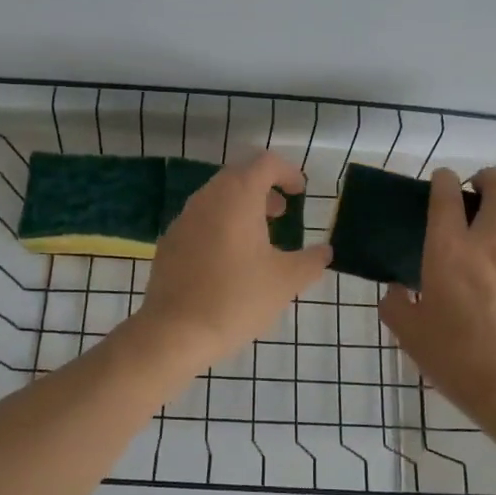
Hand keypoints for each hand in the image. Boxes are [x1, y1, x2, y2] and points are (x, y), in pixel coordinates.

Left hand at [135, 151, 332, 369]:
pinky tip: (229, 259)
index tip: (300, 192)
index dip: (287, 172)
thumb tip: (325, 252)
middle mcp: (207, 198)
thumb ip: (311, 261)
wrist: (175, 331)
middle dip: (264, 188)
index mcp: (238, 196)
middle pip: (239, 176)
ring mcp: (184, 219)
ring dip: (241, 207)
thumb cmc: (237, 298)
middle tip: (282, 212)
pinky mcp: (170, 242)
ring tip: (260, 237)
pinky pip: (201, 220)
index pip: (265, 163)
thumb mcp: (286, 281)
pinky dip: (221, 225)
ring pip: (217, 197)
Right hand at [379, 168, 495, 431]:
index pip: (447, 194)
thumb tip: (397, 291)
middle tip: (473, 192)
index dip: (442, 179)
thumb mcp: (410, 334)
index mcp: (449, 250)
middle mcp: (489, 243)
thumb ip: (396, 305)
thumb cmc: (458, 358)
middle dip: (488, 177)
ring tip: (492, 229)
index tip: (439, 182)